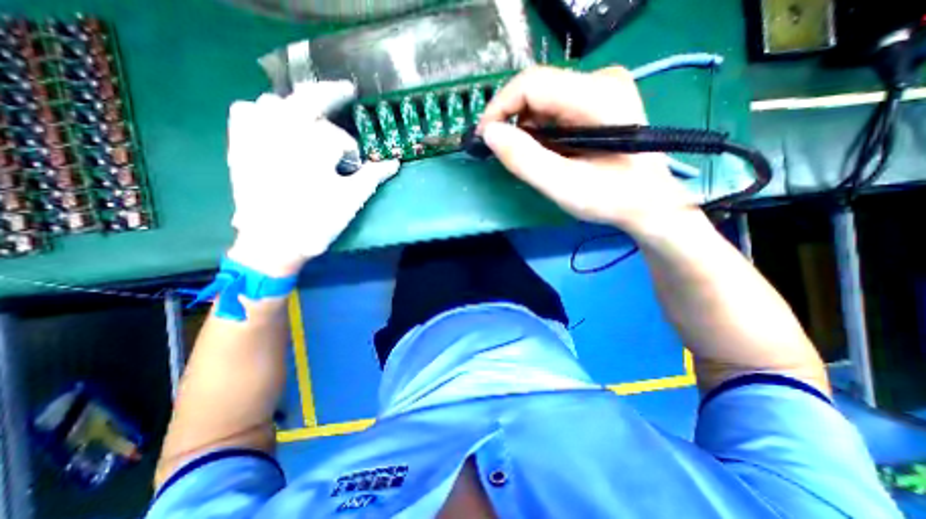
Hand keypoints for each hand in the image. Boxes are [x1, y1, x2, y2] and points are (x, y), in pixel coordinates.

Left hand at [227, 81, 396, 274]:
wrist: (273, 243)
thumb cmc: (317, 221)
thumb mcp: (351, 199)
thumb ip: (373, 176)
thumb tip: (395, 162)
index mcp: (313, 146)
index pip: (340, 138)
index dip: (352, 153)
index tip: (355, 167)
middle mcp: (283, 131)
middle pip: (309, 99)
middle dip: (332, 94)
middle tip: (348, 91)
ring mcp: (257, 135)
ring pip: (276, 101)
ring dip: (297, 106)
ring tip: (311, 119)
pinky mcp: (240, 144)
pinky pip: (245, 111)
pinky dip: (261, 111)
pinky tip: (273, 123)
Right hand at [478, 65, 694, 235]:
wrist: (647, 202)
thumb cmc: (610, 198)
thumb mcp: (563, 186)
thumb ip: (524, 159)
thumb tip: (489, 134)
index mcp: (597, 96)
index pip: (532, 83)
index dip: (500, 107)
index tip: (484, 137)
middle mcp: (601, 80)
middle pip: (537, 89)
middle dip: (511, 119)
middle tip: (501, 151)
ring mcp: (602, 88)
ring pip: (543, 98)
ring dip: (525, 127)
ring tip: (525, 155)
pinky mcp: (598, 101)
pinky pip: (554, 107)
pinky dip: (539, 129)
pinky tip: (543, 150)